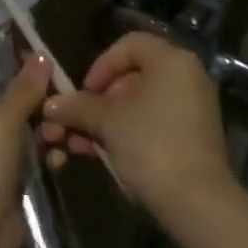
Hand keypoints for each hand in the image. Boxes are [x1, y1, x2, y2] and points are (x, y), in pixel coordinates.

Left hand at [0, 56, 50, 247]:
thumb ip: (22, 89)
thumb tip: (40, 56)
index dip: (3, 70)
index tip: (36, 63)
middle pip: (0, 109)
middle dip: (31, 104)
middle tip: (60, 96)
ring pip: (17, 138)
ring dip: (42, 132)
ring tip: (64, 128)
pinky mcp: (3, 191)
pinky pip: (27, 166)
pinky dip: (43, 160)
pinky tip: (62, 155)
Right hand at [39, 32, 231, 220]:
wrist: (196, 202)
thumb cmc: (150, 145)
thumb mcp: (107, 122)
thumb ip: (77, 106)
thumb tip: (51, 104)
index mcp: (172, 61)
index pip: (129, 44)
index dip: (101, 65)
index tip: (83, 92)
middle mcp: (186, 77)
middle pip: (131, 77)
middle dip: (96, 101)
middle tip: (75, 122)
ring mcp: (191, 108)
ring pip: (138, 105)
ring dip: (104, 121)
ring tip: (78, 144)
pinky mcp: (191, 137)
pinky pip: (152, 124)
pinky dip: (125, 133)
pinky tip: (99, 154)